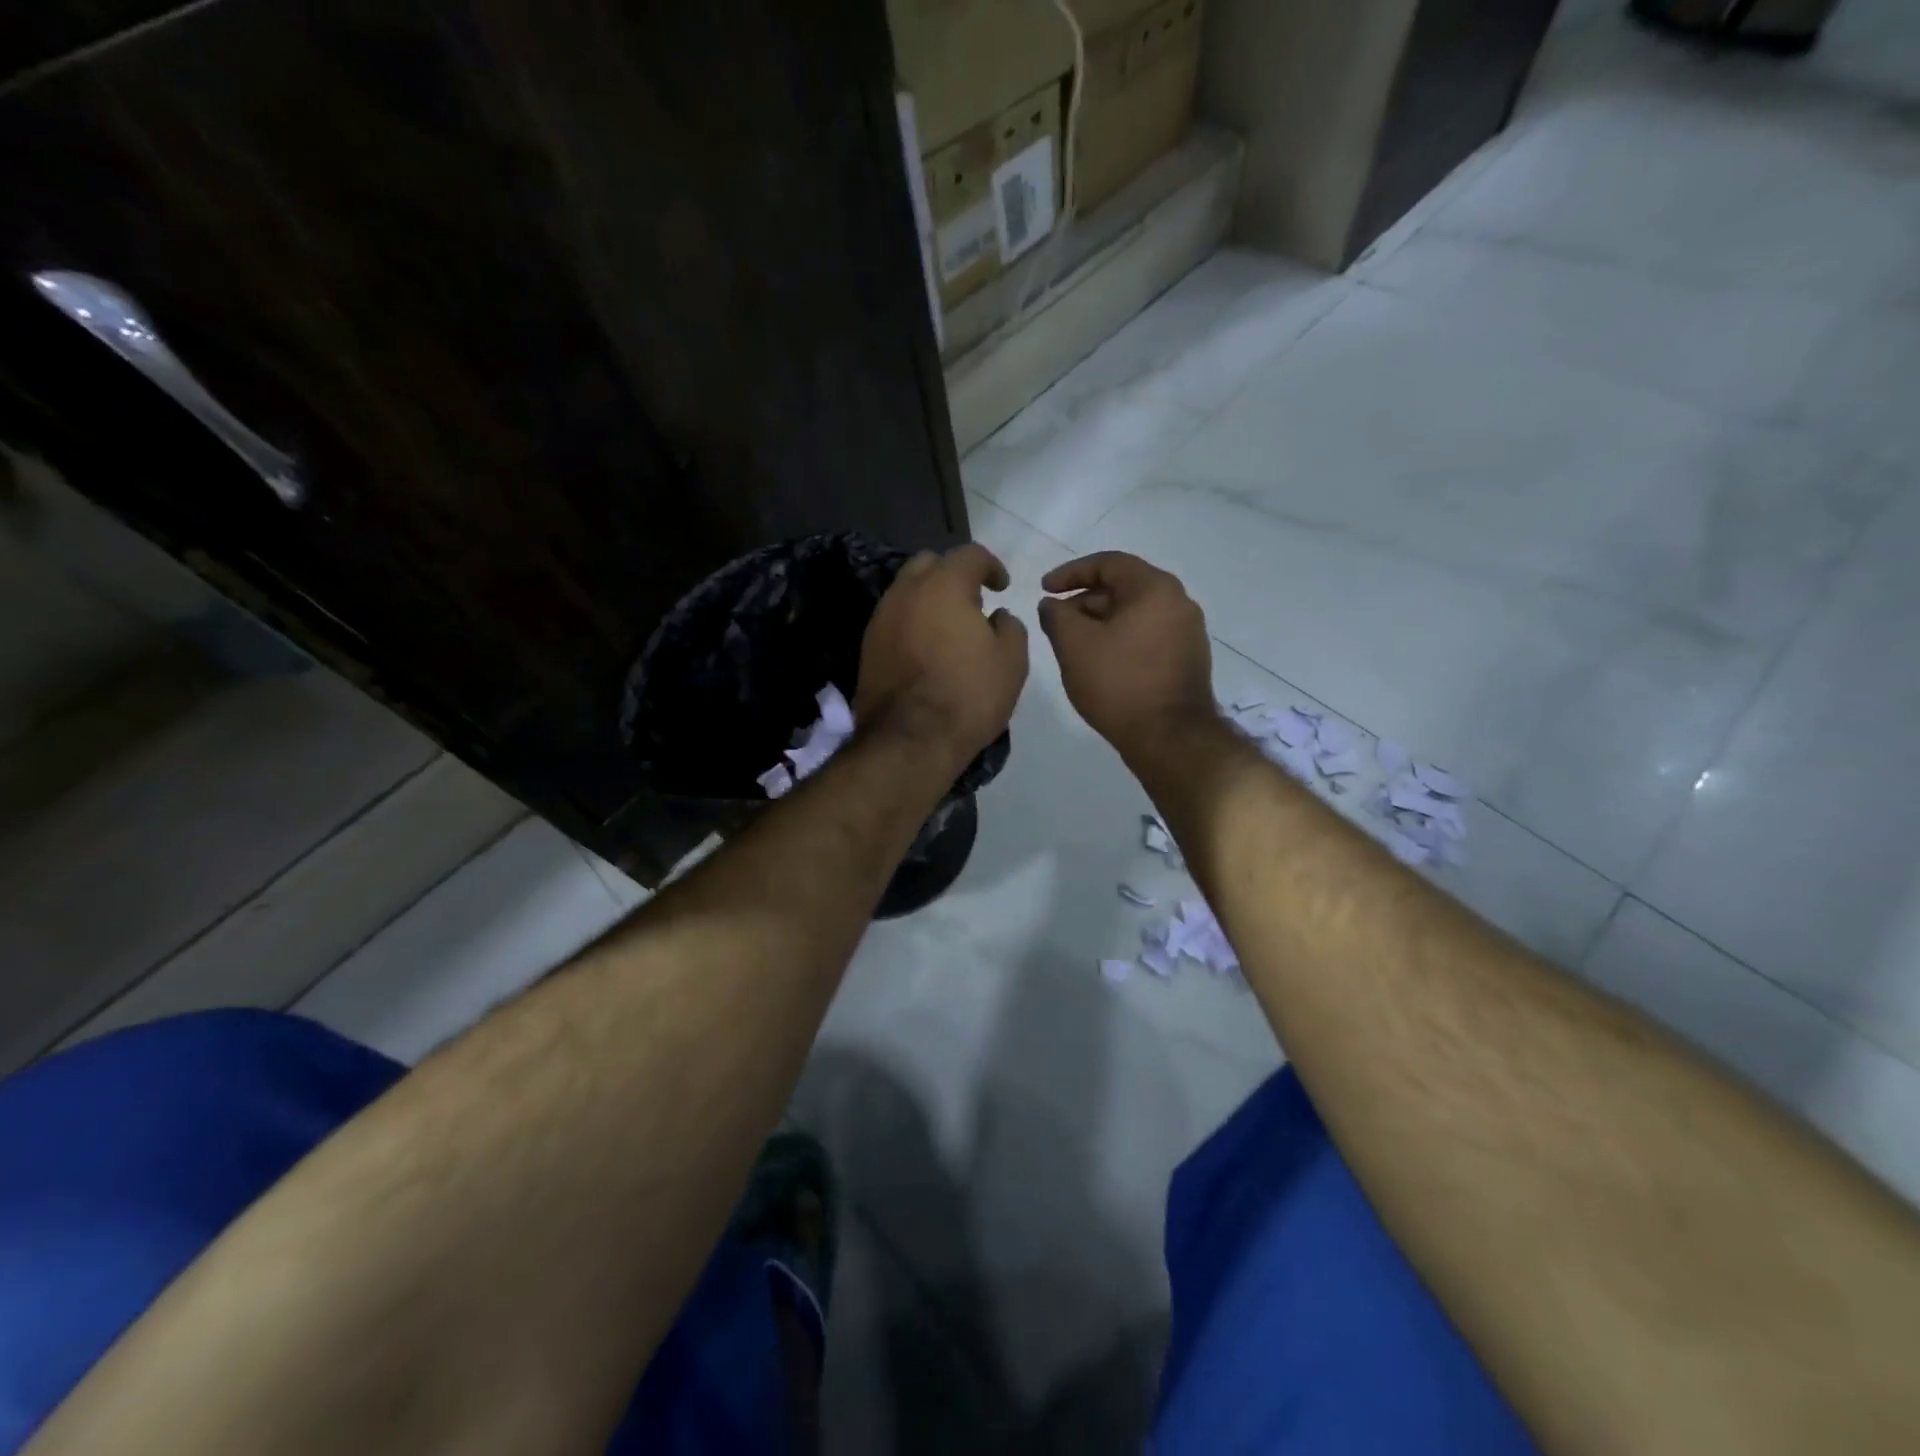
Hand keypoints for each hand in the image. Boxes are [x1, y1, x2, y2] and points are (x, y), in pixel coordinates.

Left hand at [856, 543, 1029, 768]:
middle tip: (971, 602)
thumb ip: (1009, 626)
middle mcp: (906, 592)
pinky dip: (911, 623)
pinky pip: (893, 619)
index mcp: (944, 585)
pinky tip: (926, 649)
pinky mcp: (867, 646)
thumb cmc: (968, 695)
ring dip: (928, 599)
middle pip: (929, 564)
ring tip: (948, 628)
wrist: (909, 740)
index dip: (991, 565)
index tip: (1001, 587)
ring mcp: (881, 618)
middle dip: (952, 574)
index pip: (969, 554)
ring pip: (906, 591)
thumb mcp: (1012, 661)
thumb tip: (996, 616)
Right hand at [1039, 552, 1214, 753]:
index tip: (1044, 589)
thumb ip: (1056, 616)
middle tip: (1057, 619)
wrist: (1169, 737)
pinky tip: (1101, 661)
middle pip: (1124, 587)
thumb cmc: (1119, 683)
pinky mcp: (1188, 658)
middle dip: (1085, 600)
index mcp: (1154, 588)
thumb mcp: (1074, 646)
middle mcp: (1178, 602)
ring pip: (1136, 613)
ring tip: (1074, 643)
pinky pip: (1148, 635)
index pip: (1108, 563)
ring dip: (1102, 621)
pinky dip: (1122, 638)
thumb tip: (1052, 604)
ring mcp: (1188, 631)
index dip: (1070, 573)